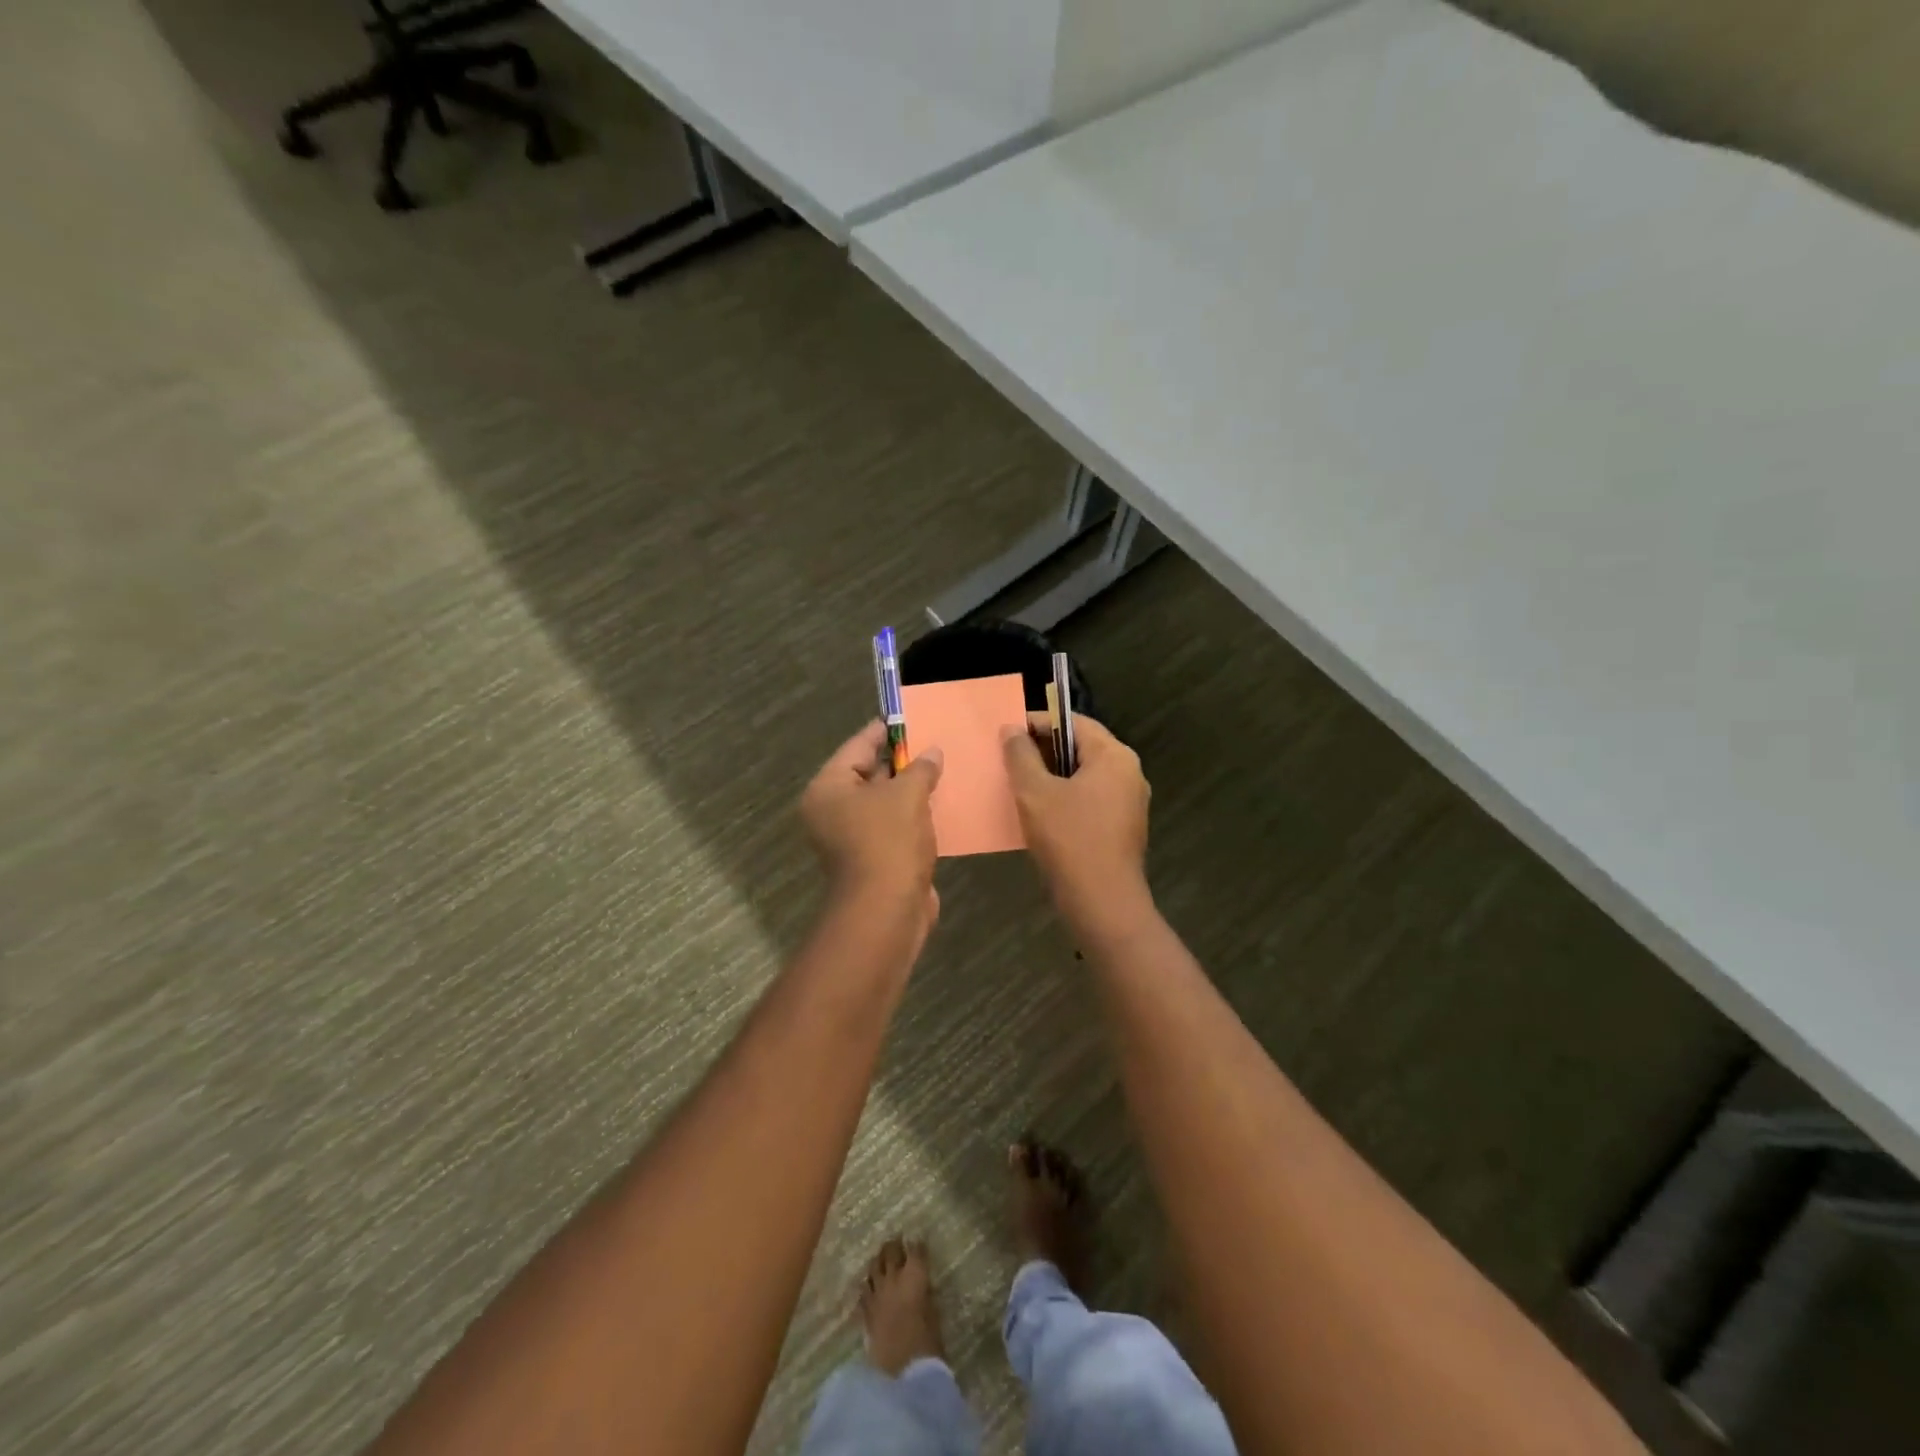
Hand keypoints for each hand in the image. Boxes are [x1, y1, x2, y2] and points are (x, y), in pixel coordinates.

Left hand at [801, 721, 943, 916]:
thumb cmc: (889, 841)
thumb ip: (920, 768)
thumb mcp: (907, 794)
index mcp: (828, 789)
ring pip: (882, 802)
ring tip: (939, 769)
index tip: (907, 717)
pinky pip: (892, 825)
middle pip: (867, 774)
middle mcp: (831, 811)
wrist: (888, 910)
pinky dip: (911, 815)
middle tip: (929, 742)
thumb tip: (932, 753)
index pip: (856, 746)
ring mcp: (850, 837)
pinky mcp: (871, 857)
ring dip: (908, 790)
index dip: (883, 731)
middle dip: (899, 761)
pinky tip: (937, 804)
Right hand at [1002, 713, 1151, 929]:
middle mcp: (1129, 772)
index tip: (1008, 734)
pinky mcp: (1124, 828)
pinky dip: (1067, 800)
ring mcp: (1130, 803)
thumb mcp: (1035, 793)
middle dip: (1044, 752)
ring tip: (1020, 788)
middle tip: (1009, 762)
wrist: (1102, 903)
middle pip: (1081, 748)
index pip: (1074, 722)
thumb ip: (1021, 755)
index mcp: (1114, 756)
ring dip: (1053, 778)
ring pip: (1085, 777)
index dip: (1039, 723)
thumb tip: (1012, 730)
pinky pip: (1091, 801)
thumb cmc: (1069, 839)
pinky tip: (1041, 816)